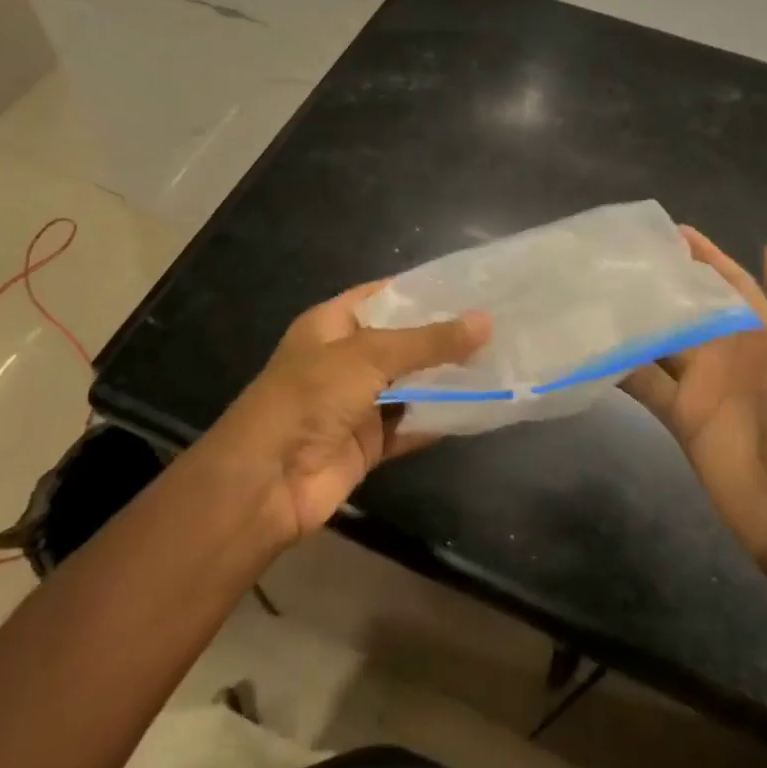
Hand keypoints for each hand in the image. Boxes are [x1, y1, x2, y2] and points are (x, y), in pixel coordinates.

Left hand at [204, 282, 490, 540]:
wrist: (266, 482)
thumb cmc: (310, 397)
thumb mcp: (369, 356)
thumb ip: (428, 341)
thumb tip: (485, 321)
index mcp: (332, 324)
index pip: (384, 295)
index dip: (423, 290)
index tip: (471, 286)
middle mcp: (345, 359)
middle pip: (402, 341)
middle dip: (444, 336)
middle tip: (498, 324)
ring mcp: (357, 402)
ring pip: (411, 384)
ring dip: (446, 378)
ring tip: (500, 360)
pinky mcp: (369, 443)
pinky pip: (411, 425)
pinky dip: (439, 419)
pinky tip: (479, 408)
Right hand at [622, 229, 766, 563]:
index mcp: (765, 333)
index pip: (730, 283)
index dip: (706, 257)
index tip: (673, 230)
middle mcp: (729, 351)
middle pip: (688, 307)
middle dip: (661, 282)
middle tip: (618, 253)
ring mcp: (701, 383)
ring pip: (660, 340)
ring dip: (634, 317)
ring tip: (596, 286)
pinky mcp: (679, 414)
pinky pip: (644, 381)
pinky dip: (619, 364)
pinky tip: (589, 341)